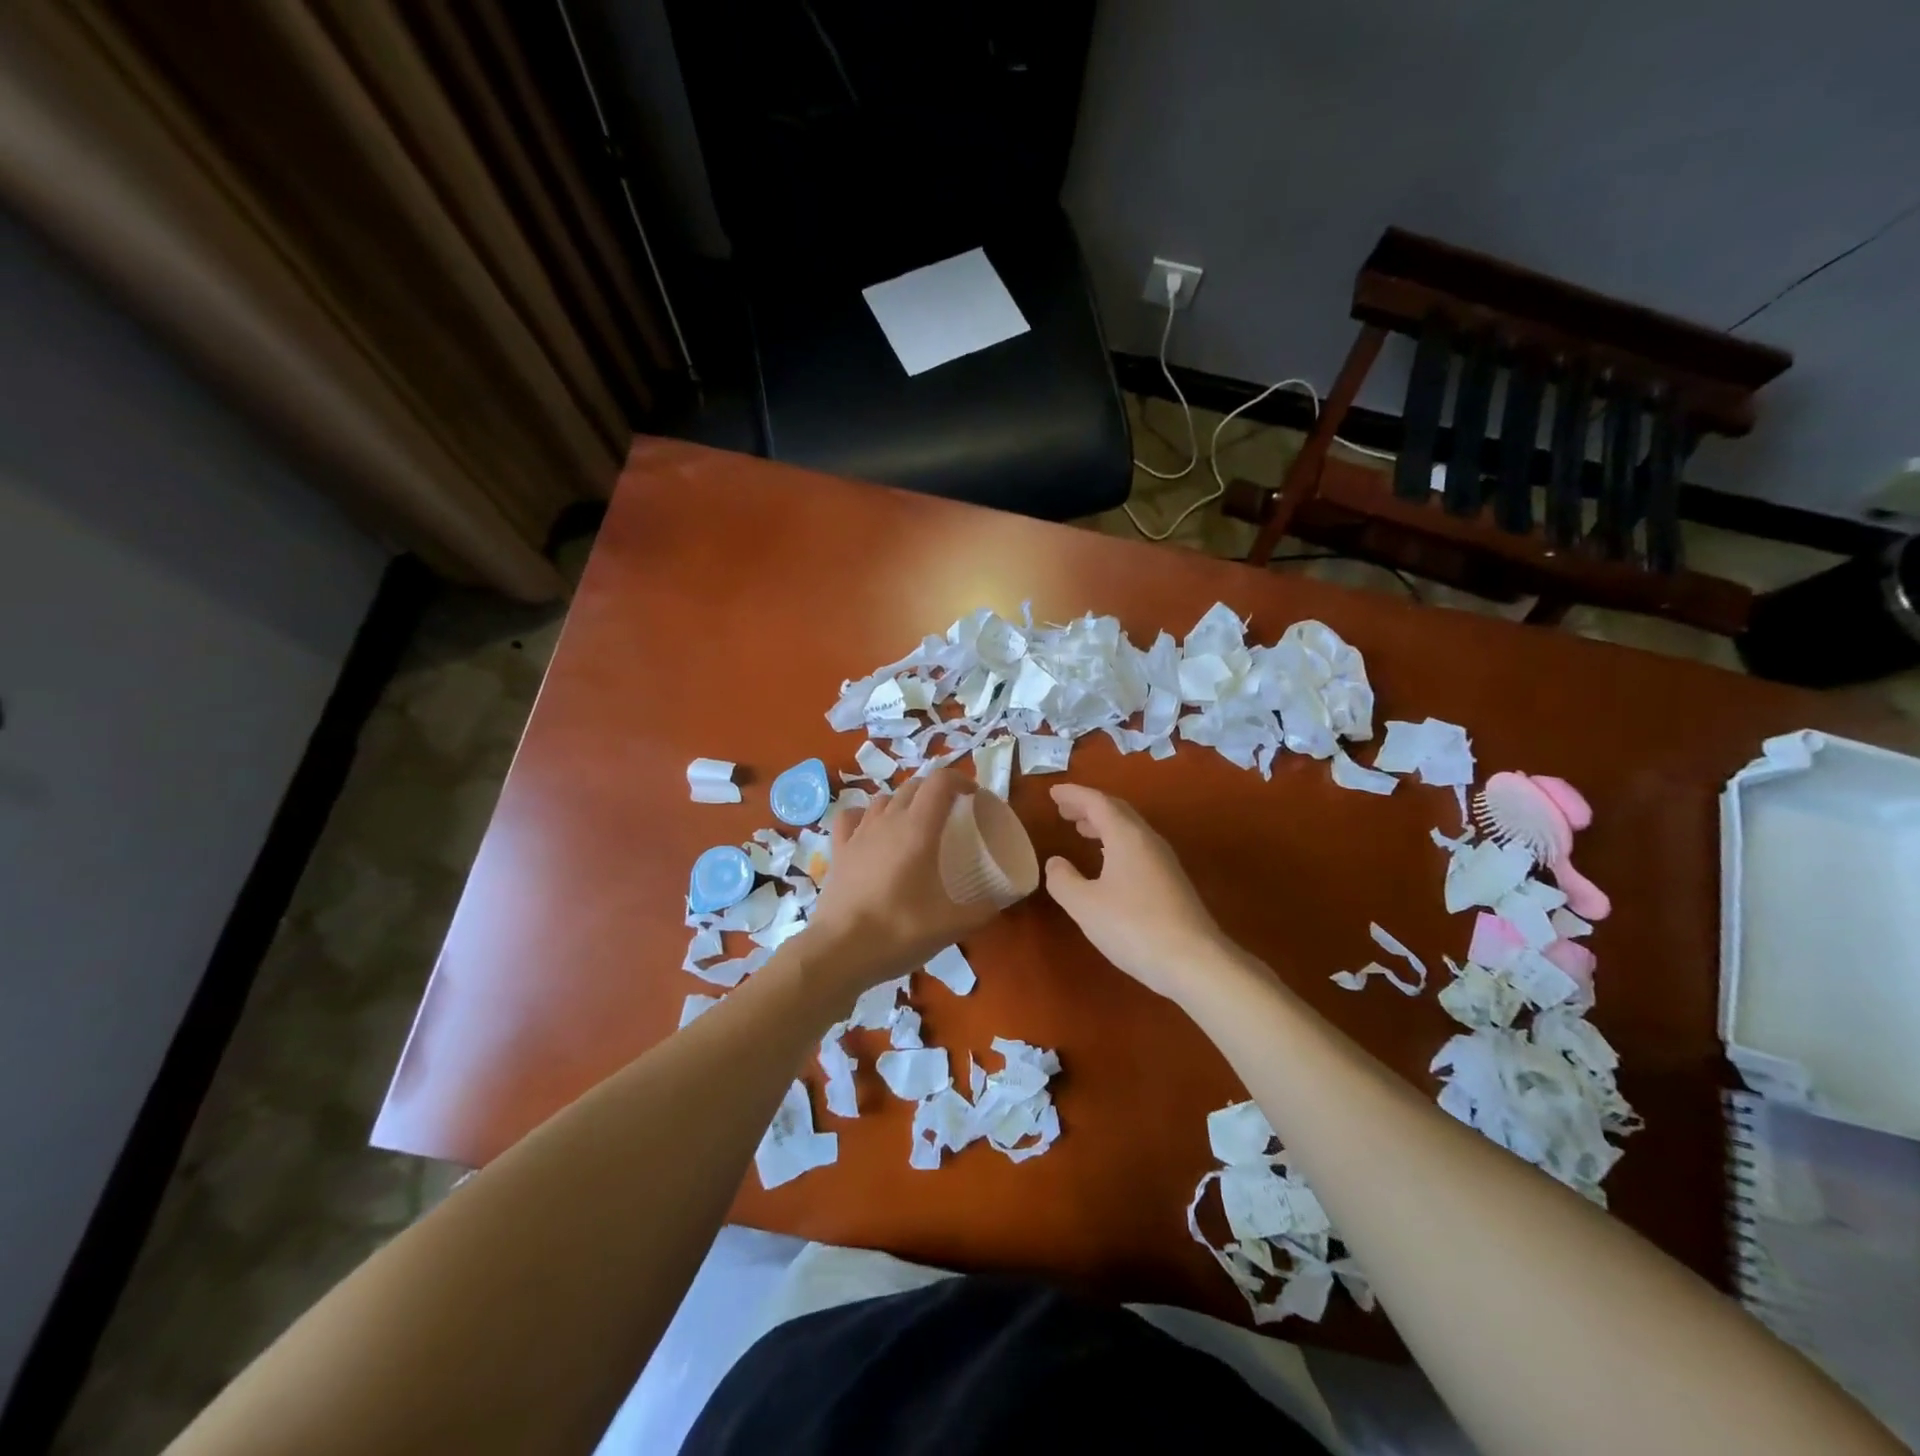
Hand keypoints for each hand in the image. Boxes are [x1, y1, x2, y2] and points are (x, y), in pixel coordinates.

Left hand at [802, 768, 1000, 997]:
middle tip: (952, 815)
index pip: (941, 782)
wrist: (839, 952)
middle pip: (914, 786)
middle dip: (936, 791)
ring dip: (904, 802)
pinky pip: (852, 817)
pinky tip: (872, 831)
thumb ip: (981, 911)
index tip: (975, 798)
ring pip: (884, 799)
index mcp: (918, 829)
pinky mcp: (839, 850)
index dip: (961, 781)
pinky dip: (866, 816)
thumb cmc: (898, 931)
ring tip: (916, 825)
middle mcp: (888, 821)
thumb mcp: (950, 926)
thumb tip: (999, 902)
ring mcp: (859, 833)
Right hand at [1044, 784, 1231, 1001]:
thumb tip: (1055, 862)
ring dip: (1103, 824)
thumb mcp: (1085, 905)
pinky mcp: (1171, 881)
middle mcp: (1147, 840)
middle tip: (1064, 809)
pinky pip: (1138, 847)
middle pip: (1116, 811)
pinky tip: (1108, 862)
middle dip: (1088, 806)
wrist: (1194, 961)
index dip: (1073, 794)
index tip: (1053, 792)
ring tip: (1081, 830)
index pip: (1097, 802)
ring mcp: (1164, 860)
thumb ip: (1063, 880)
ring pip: (1129, 829)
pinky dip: (1116, 842)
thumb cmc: (1133, 927)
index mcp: (1126, 835)